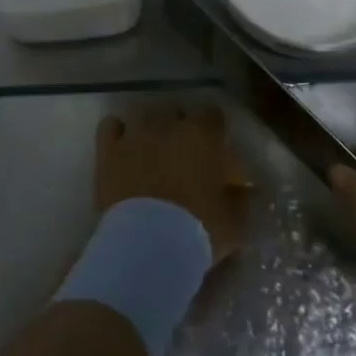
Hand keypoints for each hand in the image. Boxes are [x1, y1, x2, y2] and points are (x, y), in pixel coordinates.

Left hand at [96, 106, 250, 262]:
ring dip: (149, 127)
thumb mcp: (235, 219)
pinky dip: (117, 132)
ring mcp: (135, 135)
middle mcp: (168, 125)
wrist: (147, 244)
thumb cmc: (199, 229)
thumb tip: (246, 189)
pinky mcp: (108, 150)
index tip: (214, 145)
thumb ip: (241, 197)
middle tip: (182, 151)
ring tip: (151, 148)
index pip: (212, 114)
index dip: (213, 128)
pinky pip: (110, 126)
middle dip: (179, 125)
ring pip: (143, 115)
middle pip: (175, 110)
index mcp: (203, 135)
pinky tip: (122, 146)